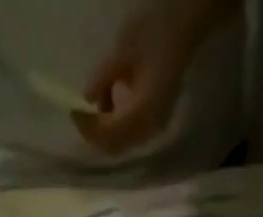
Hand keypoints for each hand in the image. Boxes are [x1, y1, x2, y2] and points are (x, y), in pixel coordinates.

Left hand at [74, 10, 200, 155]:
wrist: (187, 24)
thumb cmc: (157, 32)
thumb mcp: (124, 51)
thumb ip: (104, 78)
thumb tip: (86, 98)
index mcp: (143, 112)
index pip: (109, 133)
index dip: (89, 127)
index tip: (75, 111)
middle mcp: (150, 128)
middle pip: (114, 146)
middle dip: (95, 135)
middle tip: (81, 115)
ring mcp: (155, 127)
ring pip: (121, 144)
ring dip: (104, 132)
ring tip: (95, 108)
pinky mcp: (156, 121)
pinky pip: (130, 135)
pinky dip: (115, 126)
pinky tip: (110, 105)